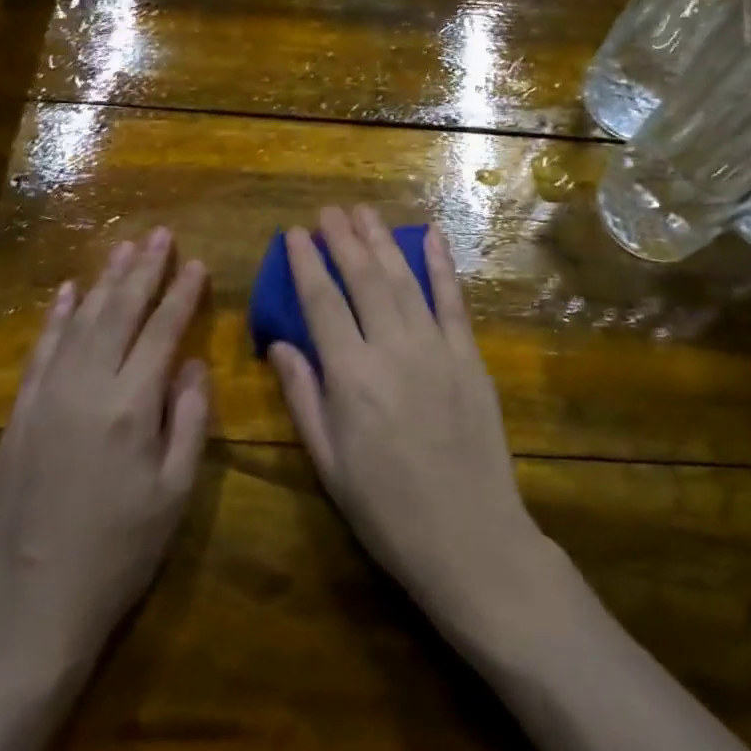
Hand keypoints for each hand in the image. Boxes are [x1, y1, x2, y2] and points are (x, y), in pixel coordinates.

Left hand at [0, 229, 210, 680]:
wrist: (31, 609)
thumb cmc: (119, 555)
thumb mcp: (175, 494)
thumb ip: (189, 421)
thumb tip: (194, 365)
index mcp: (131, 407)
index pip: (162, 332)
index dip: (181, 294)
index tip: (195, 262)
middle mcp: (86, 387)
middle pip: (119, 313)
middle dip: (143, 270)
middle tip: (159, 234)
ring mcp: (46, 398)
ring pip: (80, 322)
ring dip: (103, 282)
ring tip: (124, 249)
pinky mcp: (18, 415)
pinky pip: (41, 351)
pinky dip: (56, 318)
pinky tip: (67, 292)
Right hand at [268, 207, 551, 633]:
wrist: (470, 539)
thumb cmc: (386, 510)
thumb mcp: (329, 463)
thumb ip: (303, 397)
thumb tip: (280, 343)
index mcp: (350, 377)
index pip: (321, 303)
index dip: (307, 264)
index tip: (295, 234)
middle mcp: (392, 350)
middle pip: (363, 280)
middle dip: (343, 240)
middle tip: (328, 211)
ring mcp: (437, 350)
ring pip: (403, 281)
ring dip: (382, 242)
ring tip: (364, 212)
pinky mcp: (470, 358)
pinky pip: (453, 302)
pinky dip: (441, 266)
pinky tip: (430, 236)